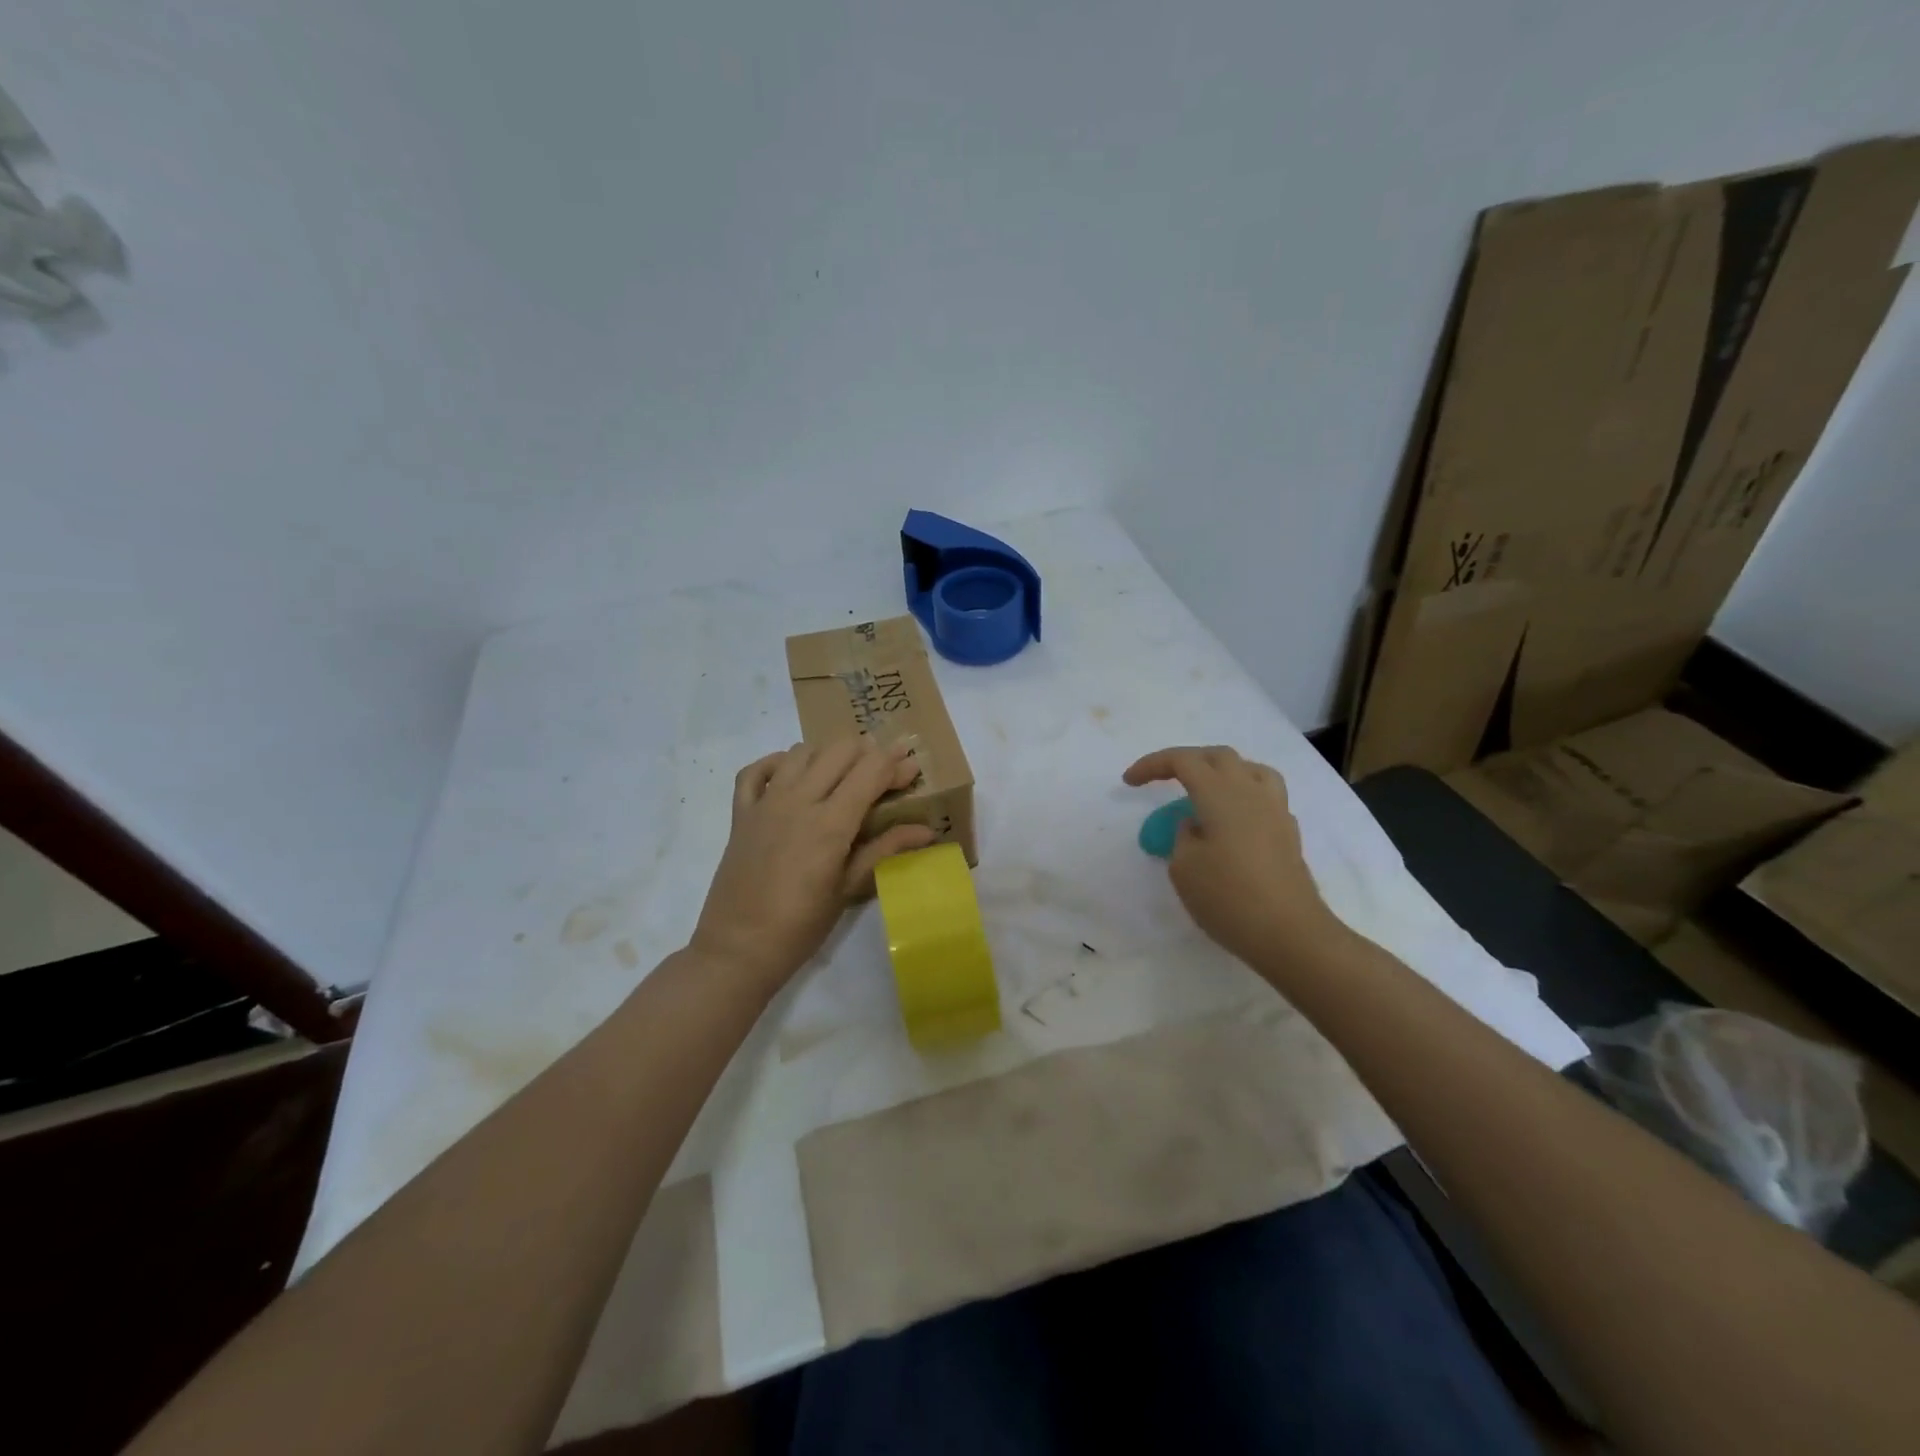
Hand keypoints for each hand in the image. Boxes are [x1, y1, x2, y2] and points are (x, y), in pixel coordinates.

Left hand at [691, 737, 936, 993]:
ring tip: (843, 775)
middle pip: (839, 750)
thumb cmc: (801, 926)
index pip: (870, 770)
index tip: (913, 766)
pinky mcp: (741, 813)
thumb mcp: (848, 889)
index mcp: (830, 823)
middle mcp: (798, 801)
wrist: (737, 948)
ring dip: (828, 755)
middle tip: (884, 773)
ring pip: (801, 752)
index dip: (896, 763)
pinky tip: (791, 774)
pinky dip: (776, 763)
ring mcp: (765, 803)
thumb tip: (928, 831)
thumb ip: (885, 849)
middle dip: (868, 753)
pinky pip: (755, 770)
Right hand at [1123, 745, 1348, 972]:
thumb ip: (1183, 836)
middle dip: (1187, 761)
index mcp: (1220, 794)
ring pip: (1249, 770)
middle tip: (1163, 779)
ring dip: (1222, 772)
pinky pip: (1264, 797)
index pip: (1182, 761)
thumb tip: (1195, 824)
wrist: (1290, 933)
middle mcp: (1250, 792)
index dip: (1153, 765)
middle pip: (1218, 757)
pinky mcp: (1288, 834)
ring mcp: (1275, 811)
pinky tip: (1232, 822)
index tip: (1129, 781)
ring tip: (1204, 791)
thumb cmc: (1228, 897)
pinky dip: (1242, 797)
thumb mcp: (1184, 867)